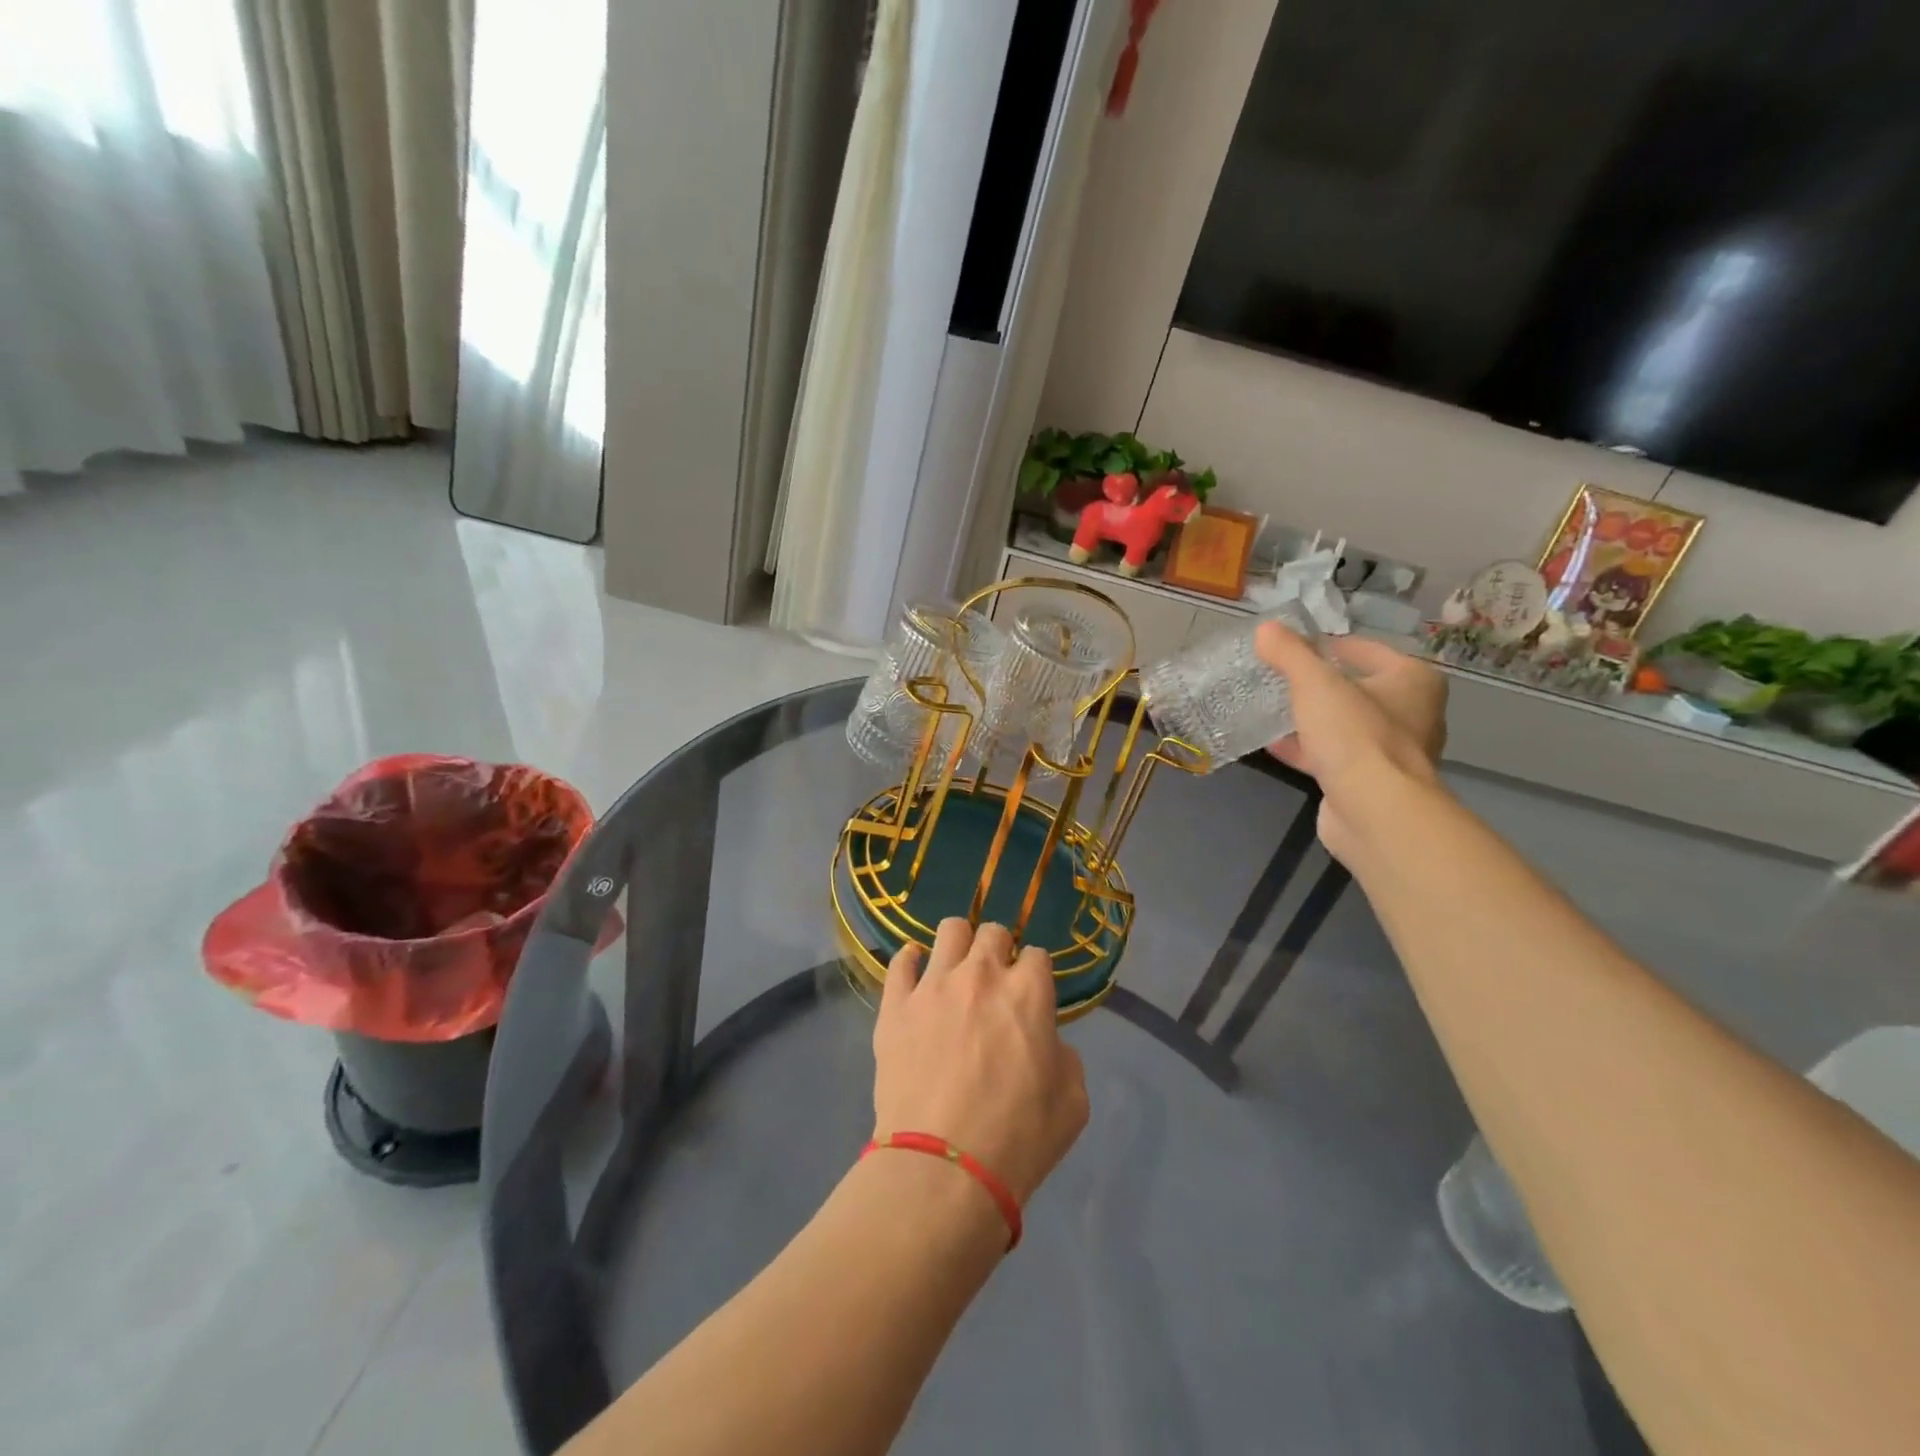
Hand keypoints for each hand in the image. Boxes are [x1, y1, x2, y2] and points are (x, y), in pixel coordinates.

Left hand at [872, 918, 1088, 1206]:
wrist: (944, 1168)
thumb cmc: (1018, 1139)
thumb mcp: (1072, 1102)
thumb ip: (1065, 1057)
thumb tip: (1046, 1043)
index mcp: (1028, 992)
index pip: (1037, 955)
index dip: (1036, 974)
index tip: (1031, 995)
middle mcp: (981, 974)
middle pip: (993, 932)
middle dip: (999, 950)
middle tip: (995, 983)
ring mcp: (933, 985)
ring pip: (949, 930)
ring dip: (959, 945)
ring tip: (957, 970)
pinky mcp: (895, 1005)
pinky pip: (900, 962)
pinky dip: (911, 962)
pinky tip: (915, 974)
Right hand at [1256, 622, 1446, 860]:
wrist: (1375, 811)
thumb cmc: (1355, 735)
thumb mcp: (1314, 684)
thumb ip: (1289, 653)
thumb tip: (1265, 628)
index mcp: (1413, 680)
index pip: (1365, 649)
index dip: (1327, 645)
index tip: (1290, 648)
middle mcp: (1412, 713)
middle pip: (1356, 688)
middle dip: (1318, 685)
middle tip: (1278, 678)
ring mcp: (1392, 752)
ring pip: (1344, 725)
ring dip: (1311, 719)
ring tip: (1271, 709)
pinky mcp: (1370, 782)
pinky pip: (1333, 755)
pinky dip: (1306, 748)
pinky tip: (1273, 744)